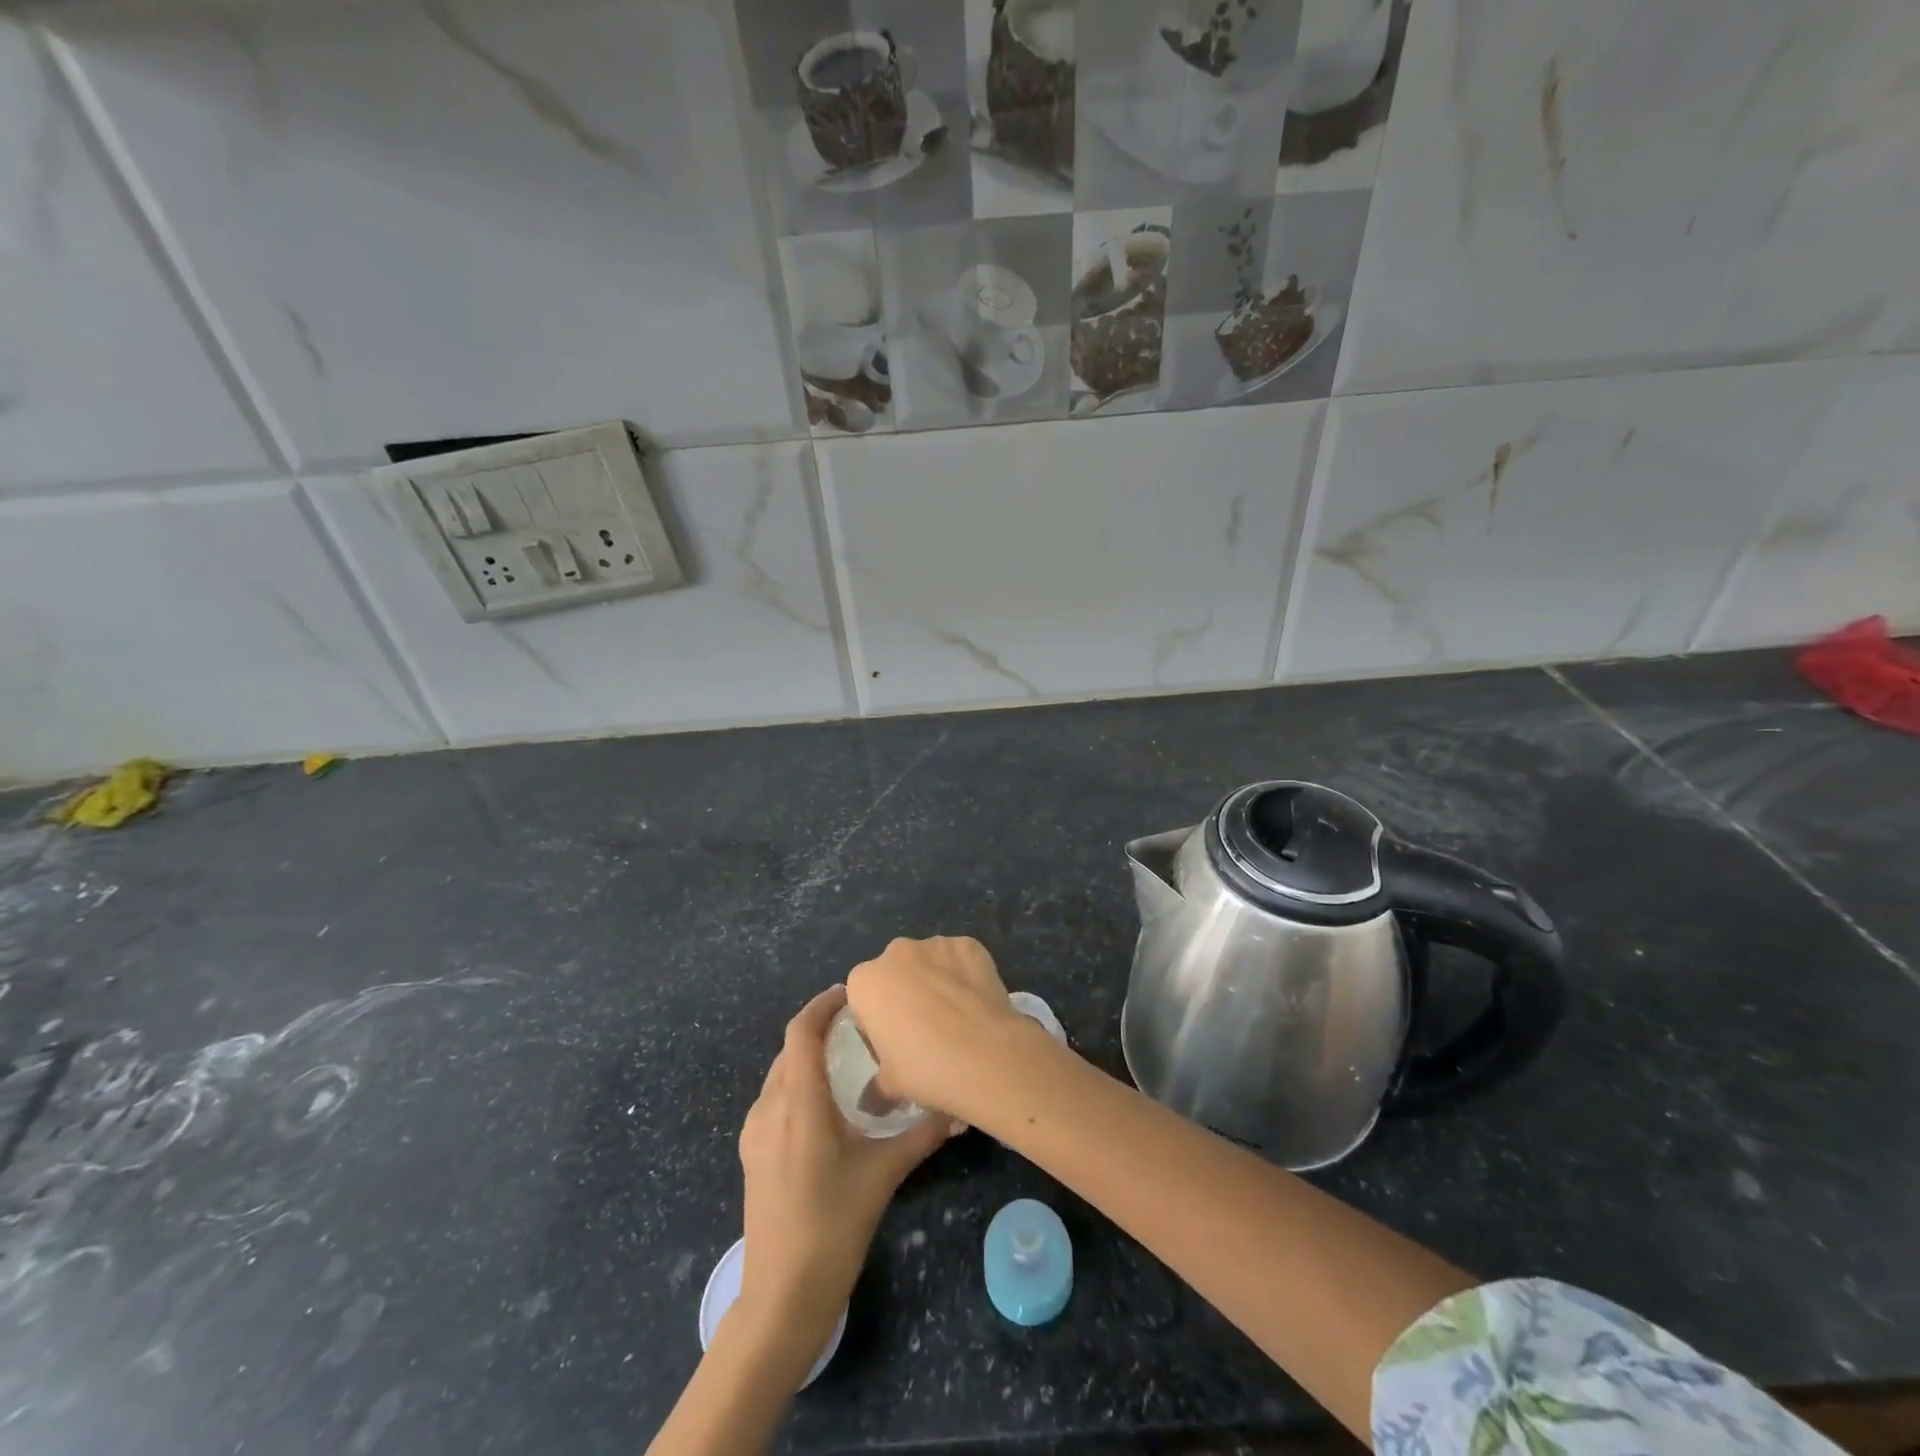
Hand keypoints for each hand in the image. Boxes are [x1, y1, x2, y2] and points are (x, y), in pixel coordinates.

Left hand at [734, 986, 951, 1360]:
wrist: (781, 1296)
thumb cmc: (833, 1227)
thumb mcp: (883, 1175)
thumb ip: (922, 1136)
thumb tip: (958, 1109)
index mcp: (798, 1103)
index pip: (801, 1032)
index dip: (822, 1005)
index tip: (851, 994)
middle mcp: (769, 1107)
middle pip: (790, 1048)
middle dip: (821, 1028)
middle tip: (859, 1025)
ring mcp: (754, 1131)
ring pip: (780, 1073)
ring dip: (808, 1056)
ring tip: (846, 1058)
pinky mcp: (751, 1151)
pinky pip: (774, 1098)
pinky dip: (798, 1082)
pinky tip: (825, 1103)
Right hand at [845, 935, 1035, 1120]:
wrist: (984, 1053)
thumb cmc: (924, 1068)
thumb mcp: (889, 1085)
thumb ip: (875, 1086)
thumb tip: (872, 1100)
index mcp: (865, 981)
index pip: (864, 997)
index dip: (878, 1021)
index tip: (894, 1044)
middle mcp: (896, 952)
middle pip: (896, 973)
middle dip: (906, 994)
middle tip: (926, 1031)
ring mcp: (935, 943)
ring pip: (930, 963)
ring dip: (937, 982)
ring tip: (957, 1019)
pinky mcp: (969, 944)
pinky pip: (961, 960)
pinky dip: (966, 975)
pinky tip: (977, 1004)